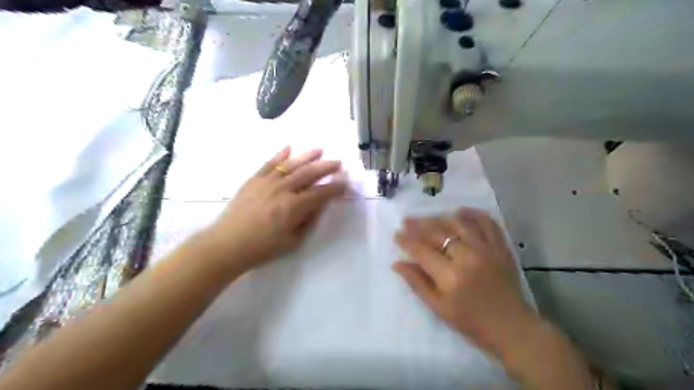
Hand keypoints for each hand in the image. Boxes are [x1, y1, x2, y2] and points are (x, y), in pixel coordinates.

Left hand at [197, 148, 346, 271]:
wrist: (228, 244)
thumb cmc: (262, 247)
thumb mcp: (292, 241)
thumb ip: (308, 221)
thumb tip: (318, 205)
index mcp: (294, 207)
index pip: (321, 193)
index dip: (335, 187)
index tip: (345, 182)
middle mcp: (283, 189)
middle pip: (309, 173)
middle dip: (326, 167)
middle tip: (338, 162)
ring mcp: (267, 182)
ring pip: (291, 164)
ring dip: (307, 156)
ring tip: (320, 150)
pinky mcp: (254, 179)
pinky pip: (269, 163)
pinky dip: (280, 154)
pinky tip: (289, 147)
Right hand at [395, 207, 535, 356]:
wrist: (511, 326)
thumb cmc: (470, 321)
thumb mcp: (438, 307)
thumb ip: (417, 282)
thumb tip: (397, 263)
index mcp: (450, 276)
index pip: (422, 251)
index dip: (406, 241)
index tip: (396, 234)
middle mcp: (468, 257)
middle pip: (438, 233)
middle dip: (418, 225)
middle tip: (406, 221)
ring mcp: (487, 249)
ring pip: (459, 224)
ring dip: (440, 218)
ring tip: (427, 217)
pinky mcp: (501, 247)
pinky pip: (487, 223)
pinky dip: (474, 214)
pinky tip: (460, 211)